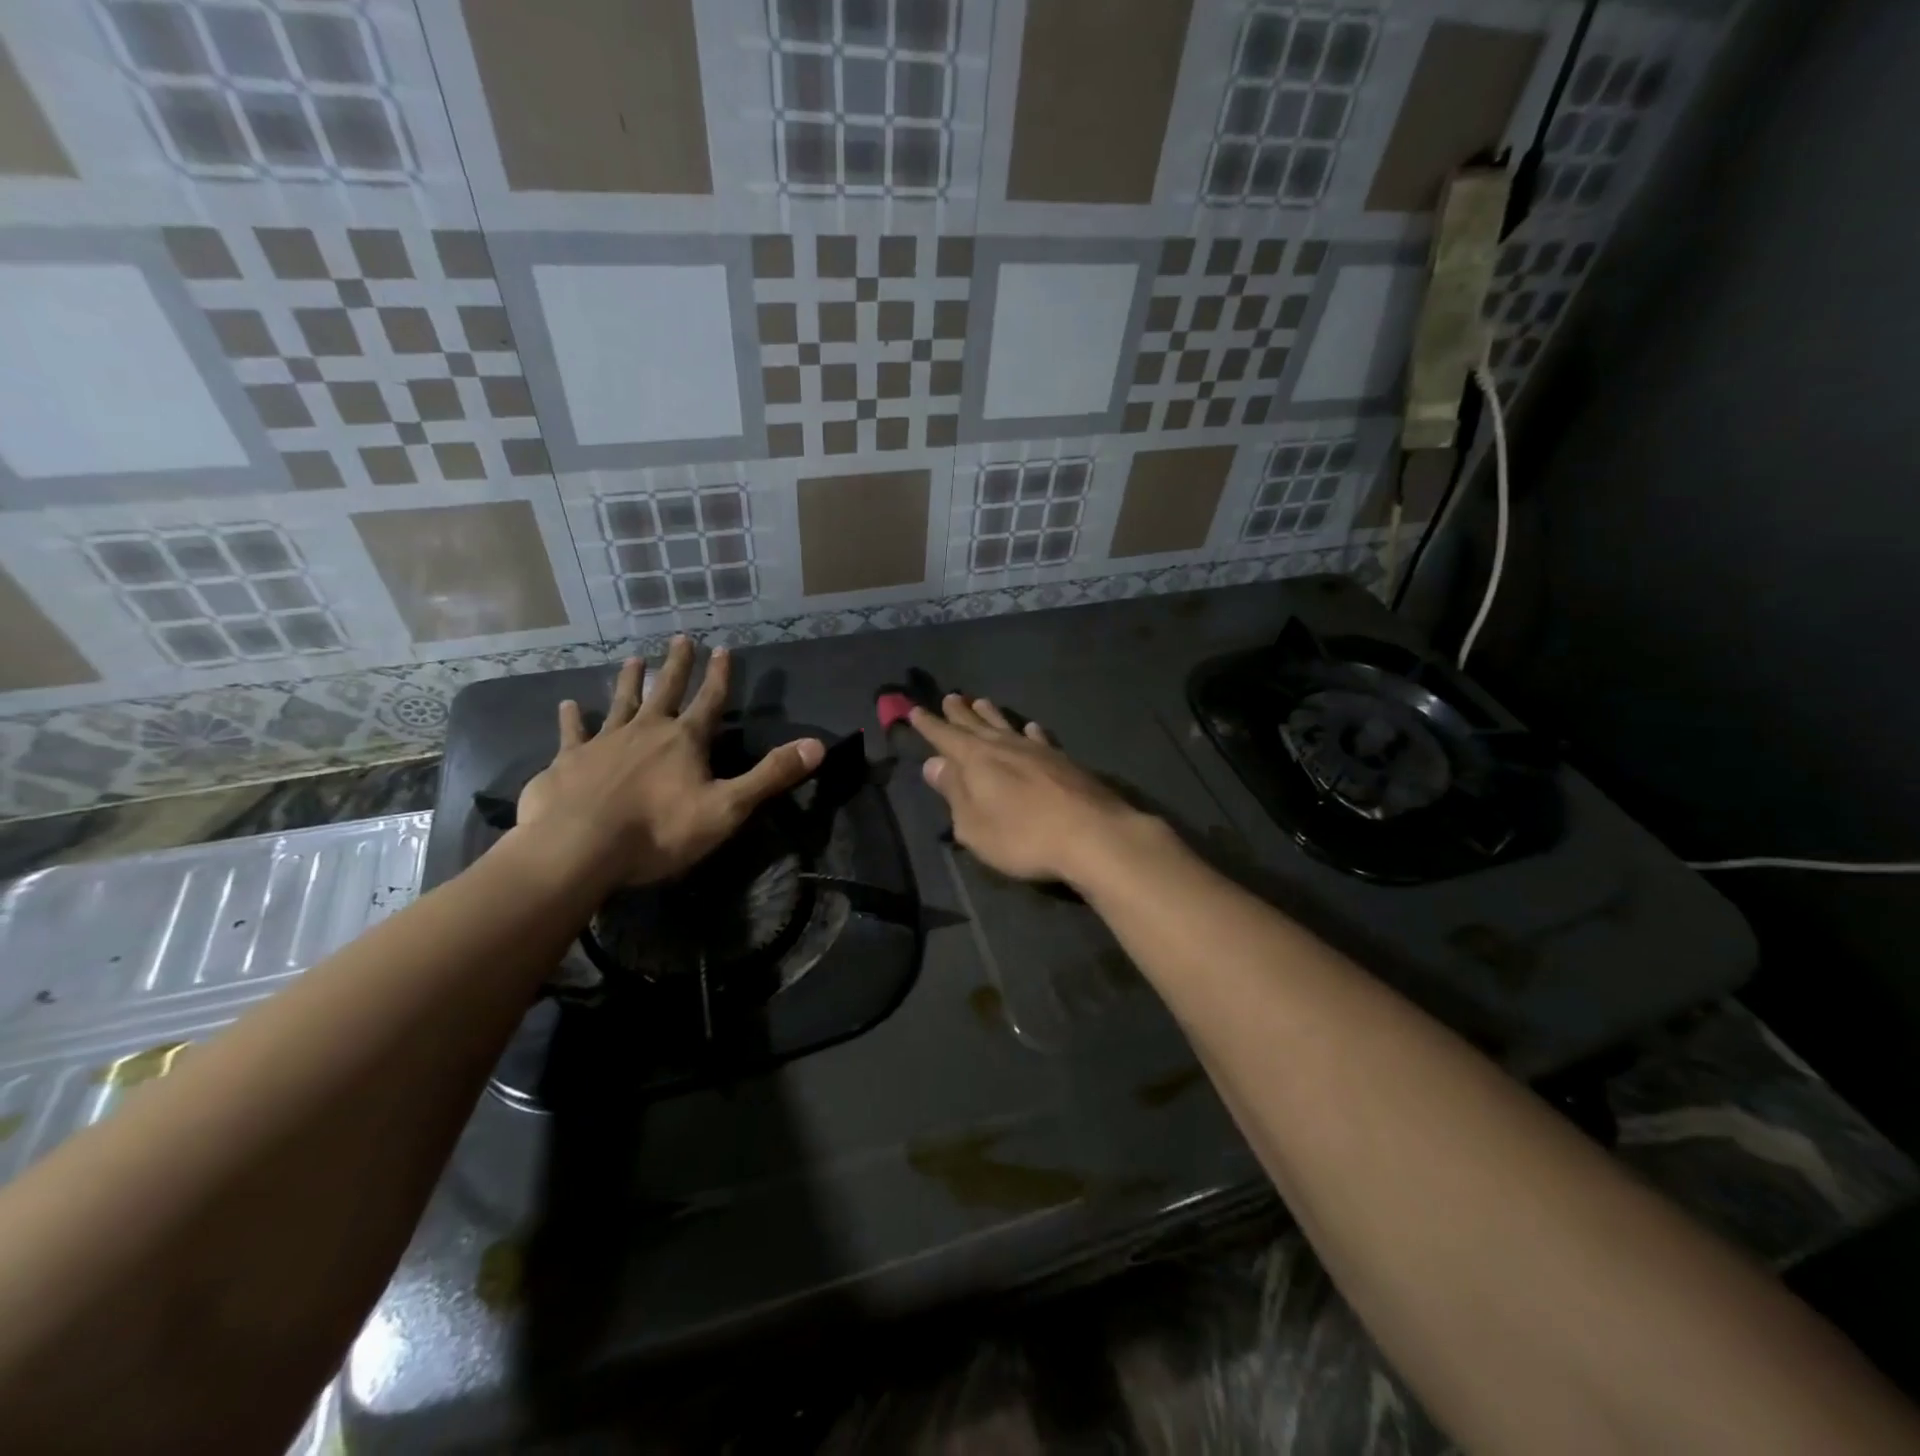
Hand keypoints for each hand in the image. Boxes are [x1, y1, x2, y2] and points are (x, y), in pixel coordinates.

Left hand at [517, 638, 822, 888]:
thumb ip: (771, 775)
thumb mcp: (727, 808)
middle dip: (677, 666)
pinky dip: (571, 719)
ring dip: (629, 681)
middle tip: (680, 637)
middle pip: (665, 691)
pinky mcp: (568, 762)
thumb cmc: (659, 831)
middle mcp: (645, 731)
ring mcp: (603, 743)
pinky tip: (567, 705)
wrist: (578, 849)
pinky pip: (572, 733)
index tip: (723, 648)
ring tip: (633, 659)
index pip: (710, 701)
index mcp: (685, 740)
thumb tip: (817, 745)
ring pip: (620, 703)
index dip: (720, 676)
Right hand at [910, 695, 1145, 886]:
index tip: (914, 710)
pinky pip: (1039, 738)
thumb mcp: (974, 825)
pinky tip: (1030, 728)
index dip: (929, 725)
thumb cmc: (1022, 836)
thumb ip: (953, 793)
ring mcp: (1037, 751)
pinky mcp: (1064, 761)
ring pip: (1007, 725)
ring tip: (981, 701)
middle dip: (959, 713)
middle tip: (950, 696)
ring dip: (991, 714)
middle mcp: (1004, 747)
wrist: (1091, 834)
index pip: (945, 737)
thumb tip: (933, 763)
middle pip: (976, 724)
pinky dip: (1030, 731)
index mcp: (976, 760)